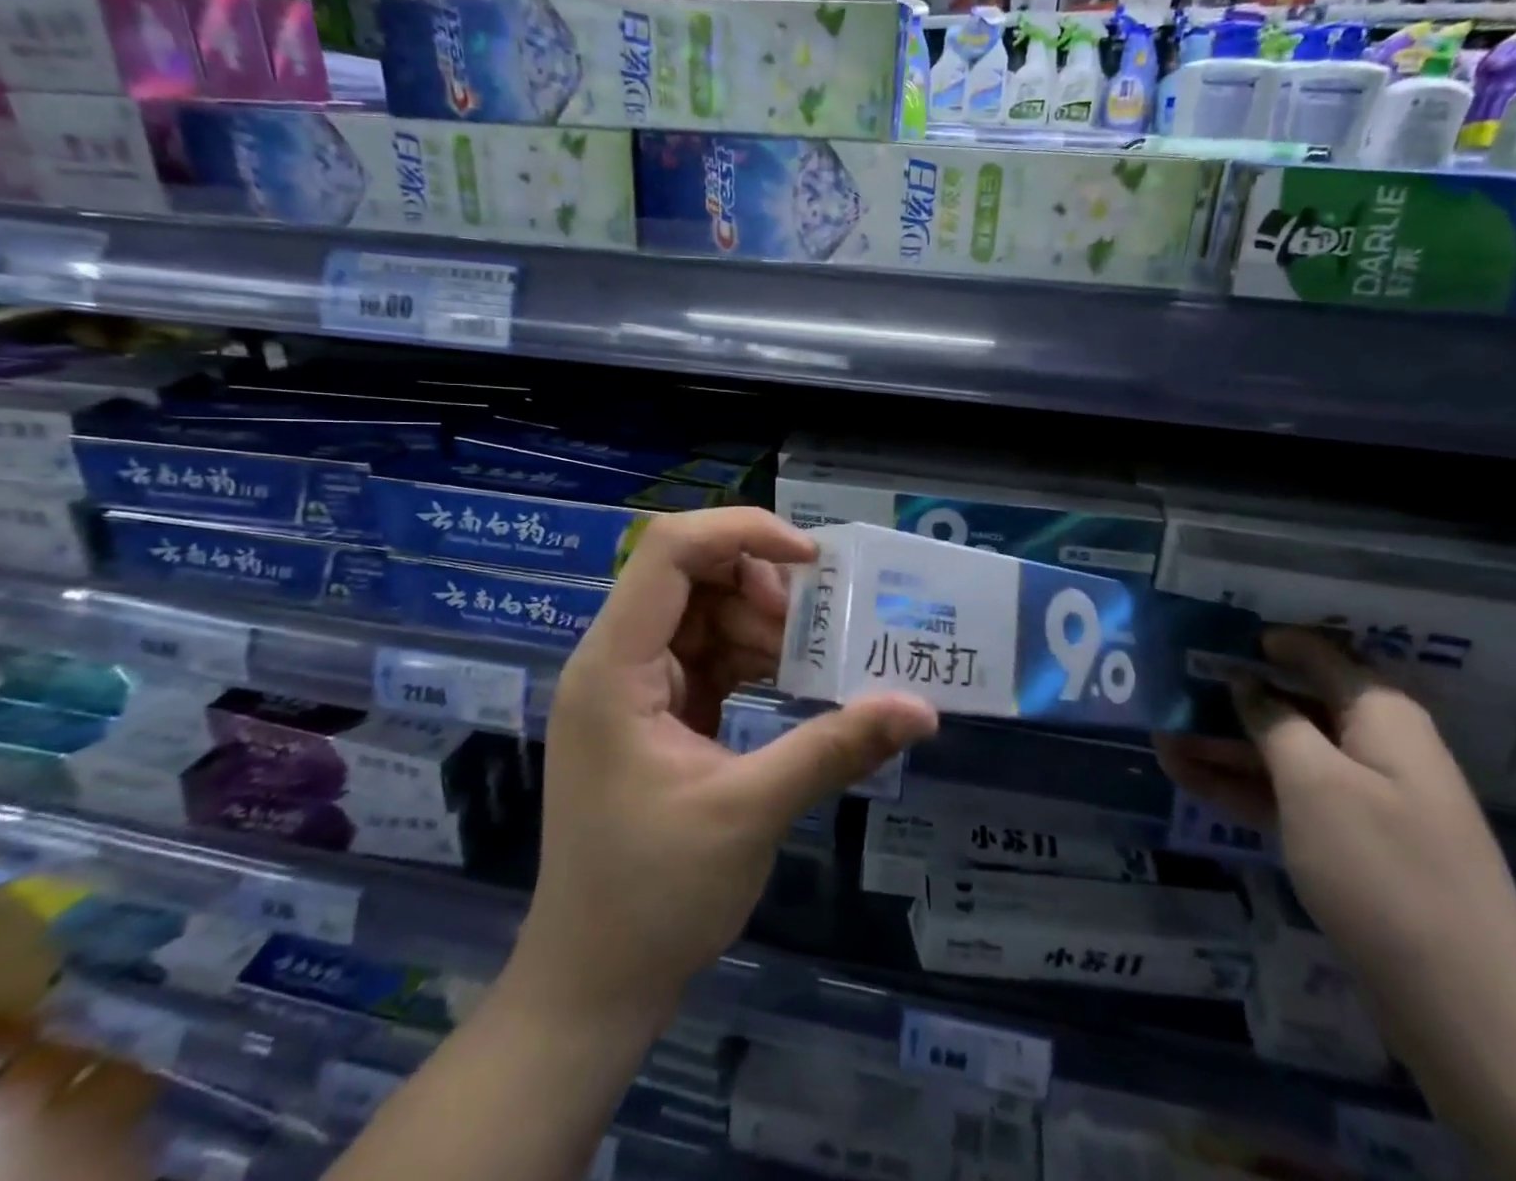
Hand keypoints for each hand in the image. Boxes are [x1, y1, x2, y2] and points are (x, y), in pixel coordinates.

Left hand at [514, 507, 939, 1023]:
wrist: (593, 983)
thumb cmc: (654, 895)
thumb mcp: (752, 811)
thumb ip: (836, 747)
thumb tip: (922, 711)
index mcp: (615, 666)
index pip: (669, 551)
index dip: (742, 533)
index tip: (812, 560)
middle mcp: (616, 659)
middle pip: (690, 574)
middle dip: (760, 586)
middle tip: (818, 625)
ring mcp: (633, 686)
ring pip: (704, 612)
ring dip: (761, 625)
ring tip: (811, 663)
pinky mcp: (654, 710)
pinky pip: (707, 654)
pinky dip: (751, 657)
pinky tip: (792, 682)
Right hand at [1155, 638, 1515, 1180]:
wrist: (1464, 1009)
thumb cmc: (1383, 870)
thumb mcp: (1316, 782)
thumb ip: (1275, 722)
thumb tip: (1246, 684)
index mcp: (1383, 719)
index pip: (1324, 656)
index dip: (1271, 642)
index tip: (1214, 634)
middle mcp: (1378, 750)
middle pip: (1296, 706)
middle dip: (1233, 699)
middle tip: (1171, 690)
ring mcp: (1364, 801)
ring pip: (1284, 756)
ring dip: (1224, 747)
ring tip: (1160, 739)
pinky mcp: (1350, 847)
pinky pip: (1287, 799)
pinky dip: (1240, 789)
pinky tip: (1188, 780)